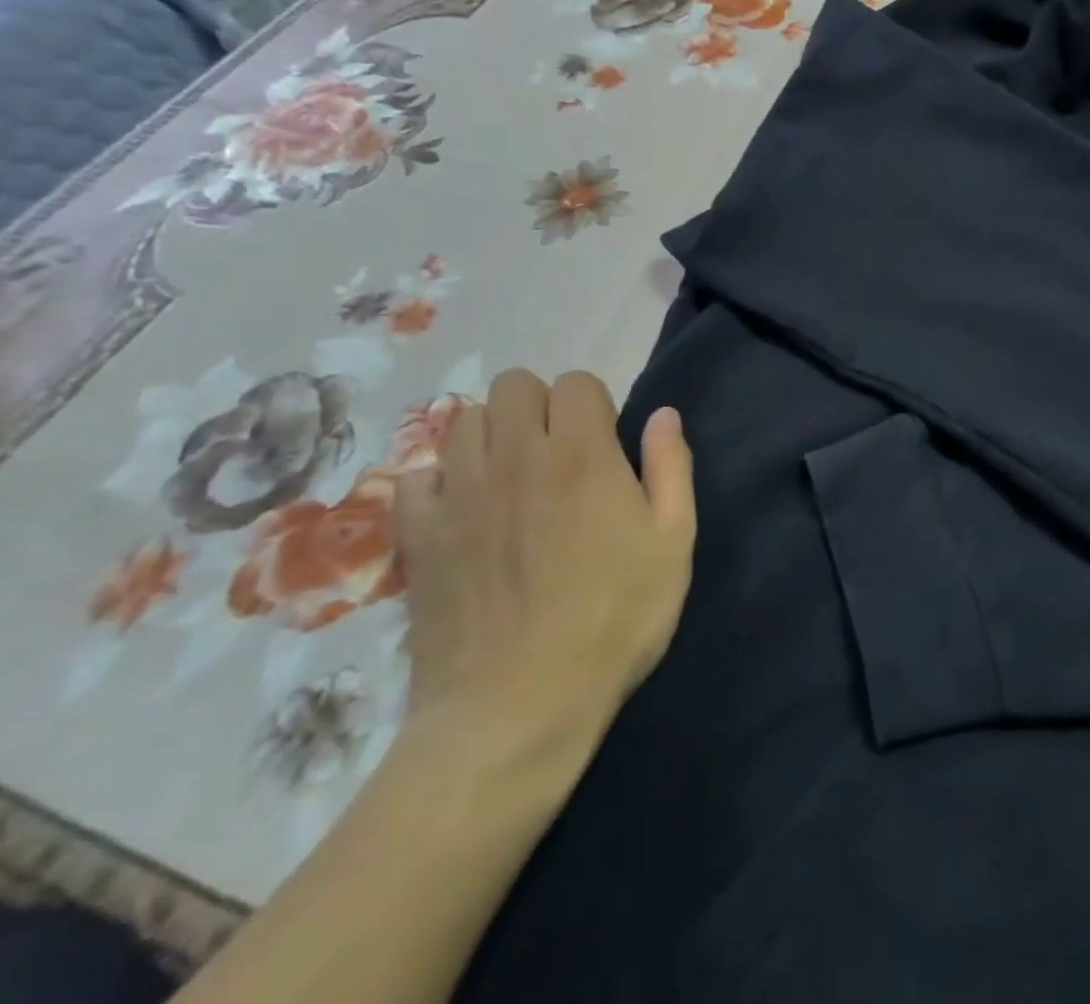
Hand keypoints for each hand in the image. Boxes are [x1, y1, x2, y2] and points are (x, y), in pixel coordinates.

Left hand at [394, 370, 695, 782]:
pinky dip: (439, 481)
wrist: (516, 707)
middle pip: (514, 384)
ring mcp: (459, 492)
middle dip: (540, 406)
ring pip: (463, 420)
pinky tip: (463, 513)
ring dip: (491, 435)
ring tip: (510, 479)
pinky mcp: (418, 533)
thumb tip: (664, 415)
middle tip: (557, 455)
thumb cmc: (613, 620)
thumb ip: (671, 468)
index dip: (594, 405)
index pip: (576, 382)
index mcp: (581, 454)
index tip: (604, 445)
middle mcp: (515, 456)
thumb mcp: (672, 544)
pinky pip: (416, 476)